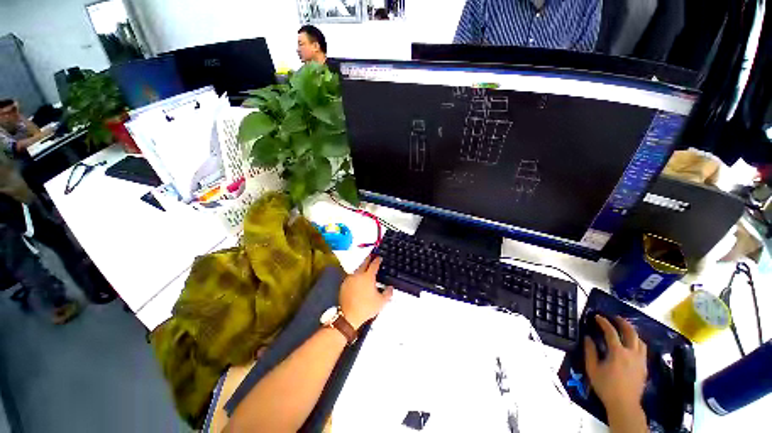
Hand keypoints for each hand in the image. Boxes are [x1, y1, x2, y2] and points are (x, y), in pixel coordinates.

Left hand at [339, 255, 392, 328]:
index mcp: (368, 277)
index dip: (378, 260)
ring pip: (357, 269)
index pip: (374, 264)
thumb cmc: (366, 308)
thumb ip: (388, 292)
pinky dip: (356, 275)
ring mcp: (350, 279)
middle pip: (364, 263)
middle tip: (372, 256)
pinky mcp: (344, 284)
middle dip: (369, 259)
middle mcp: (358, 275)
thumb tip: (390, 287)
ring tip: (366, 268)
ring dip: (362, 267)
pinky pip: (352, 276)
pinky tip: (358, 279)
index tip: (379, 257)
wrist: (349, 316)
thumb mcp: (381, 302)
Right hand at [584, 315, 647, 413]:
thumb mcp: (592, 369)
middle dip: (623, 323)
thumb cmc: (606, 386)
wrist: (624, 404)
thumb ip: (590, 351)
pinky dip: (637, 342)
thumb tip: (588, 337)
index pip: (611, 332)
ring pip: (640, 341)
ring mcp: (640, 360)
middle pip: (631, 333)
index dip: (604, 322)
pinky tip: (632, 344)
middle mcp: (632, 353)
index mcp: (618, 352)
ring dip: (632, 332)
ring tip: (625, 329)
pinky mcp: (644, 367)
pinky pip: (643, 350)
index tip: (597, 316)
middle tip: (615, 317)